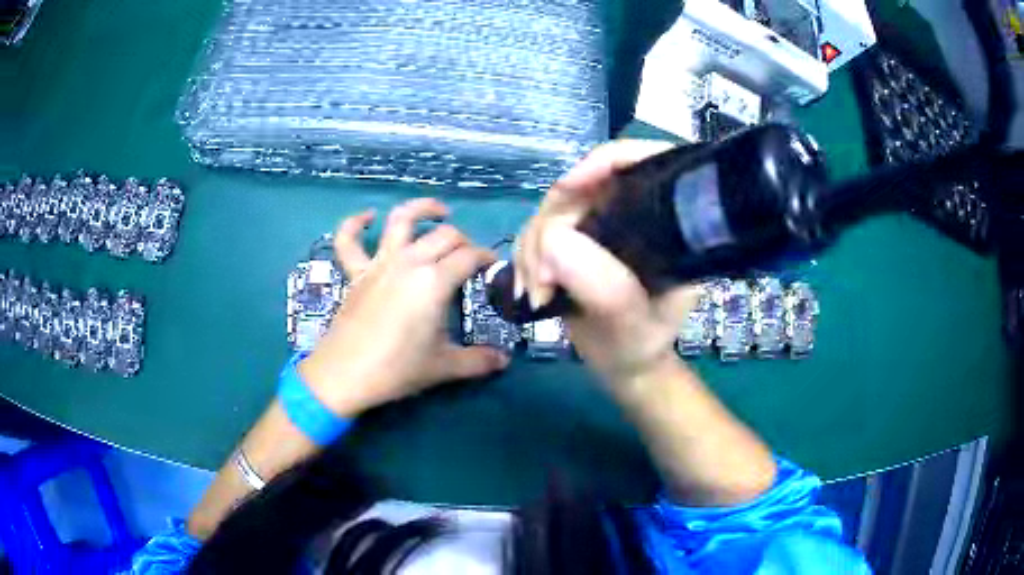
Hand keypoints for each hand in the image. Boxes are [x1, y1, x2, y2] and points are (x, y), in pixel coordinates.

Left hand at [300, 198, 509, 416]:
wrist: (345, 374)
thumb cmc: (397, 368)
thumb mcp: (444, 367)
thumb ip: (478, 361)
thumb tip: (504, 361)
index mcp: (434, 281)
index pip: (470, 257)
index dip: (487, 258)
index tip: (494, 269)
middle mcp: (409, 262)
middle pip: (445, 235)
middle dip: (464, 241)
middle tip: (470, 259)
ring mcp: (379, 263)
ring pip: (401, 220)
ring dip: (422, 209)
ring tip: (439, 211)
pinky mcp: (355, 272)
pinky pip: (349, 240)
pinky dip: (355, 224)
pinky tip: (367, 217)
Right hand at [516, 141, 701, 385]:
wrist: (623, 363)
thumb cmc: (640, 346)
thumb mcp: (633, 326)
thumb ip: (606, 289)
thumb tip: (554, 238)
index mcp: (668, 224)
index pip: (644, 162)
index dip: (605, 161)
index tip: (567, 188)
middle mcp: (635, 213)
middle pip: (586, 185)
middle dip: (552, 227)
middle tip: (541, 279)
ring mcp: (603, 223)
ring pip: (554, 207)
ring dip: (533, 248)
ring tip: (537, 293)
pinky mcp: (577, 237)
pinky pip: (538, 227)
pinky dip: (526, 255)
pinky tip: (530, 288)